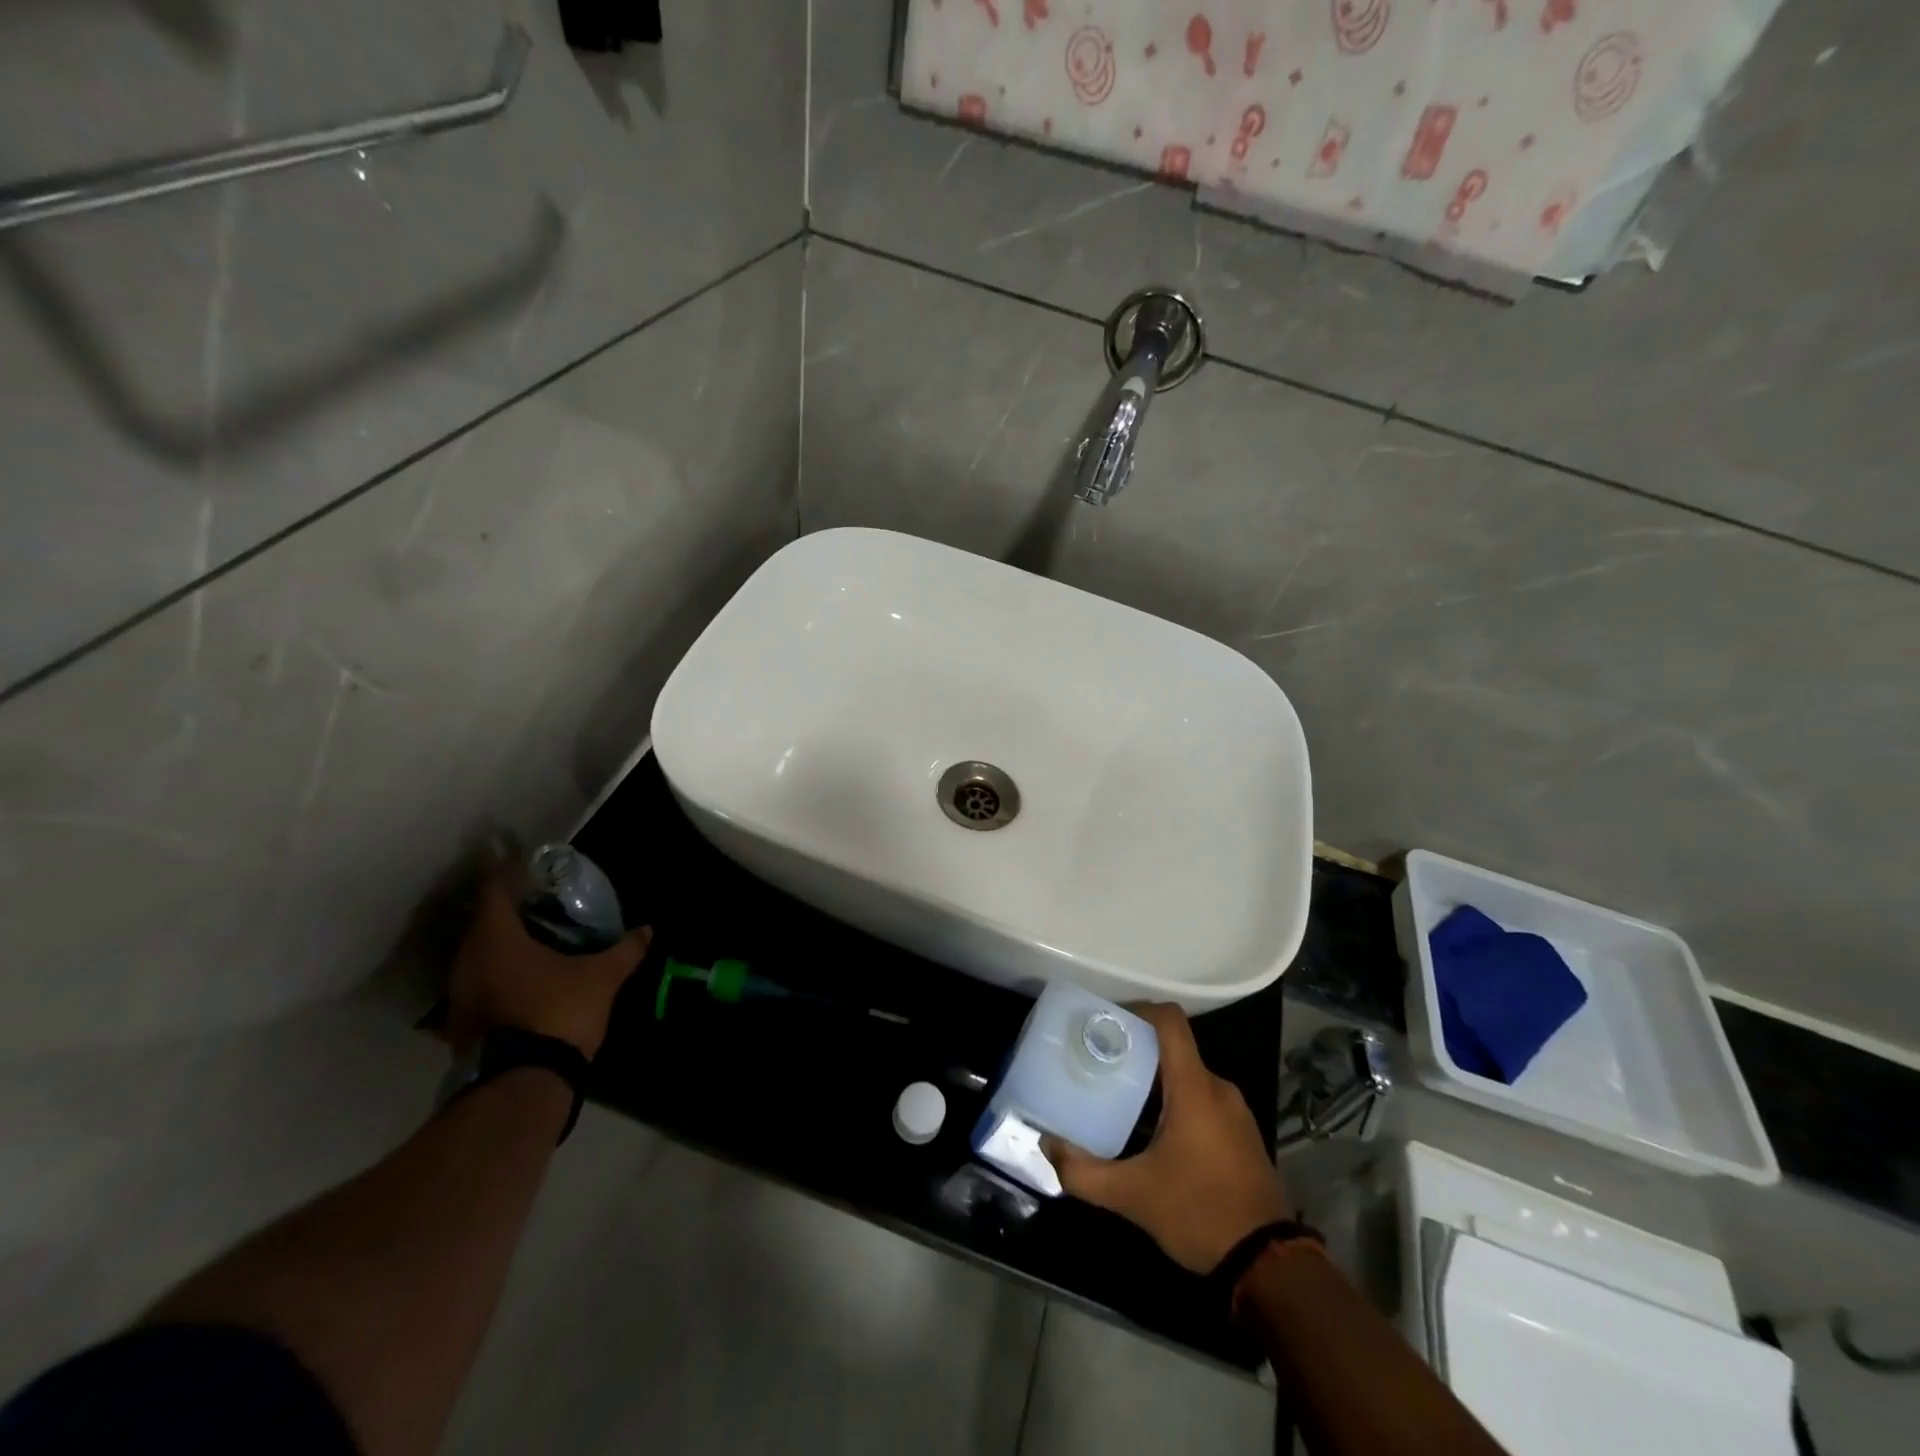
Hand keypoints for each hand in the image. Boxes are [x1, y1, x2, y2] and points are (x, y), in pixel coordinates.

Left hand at [447, 874, 650, 1058]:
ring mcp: (459, 996)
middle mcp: (467, 961)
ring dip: (502, 947)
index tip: (530, 868)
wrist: (523, 1085)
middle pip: (484, 923)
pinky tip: (525, 980)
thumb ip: (625, 950)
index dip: (510, 875)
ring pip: (478, 956)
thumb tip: (648, 930)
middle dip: (511, 912)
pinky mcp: (460, 1025)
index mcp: (495, 939)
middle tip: (541, 905)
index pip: (494, 891)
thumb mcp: (602, 977)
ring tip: (536, 941)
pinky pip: (479, 985)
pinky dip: (498, 976)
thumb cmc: (558, 1013)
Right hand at [1043, 1003, 1290, 1273]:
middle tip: (1100, 1063)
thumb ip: (1084, 1171)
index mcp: (1194, 1087)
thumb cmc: (1199, 1213)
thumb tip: (1047, 1146)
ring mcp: (1235, 1111)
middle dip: (1136, 1050)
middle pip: (1174, 1048)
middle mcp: (1218, 1088)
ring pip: (1187, 1076)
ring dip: (1155, 1080)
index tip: (1106, 1021)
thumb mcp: (1132, 1196)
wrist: (1269, 1265)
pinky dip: (1175, 1101)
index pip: (1169, 1021)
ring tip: (1119, 1096)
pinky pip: (1203, 1099)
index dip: (1138, 1009)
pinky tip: (1152, 1130)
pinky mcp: (1242, 1134)